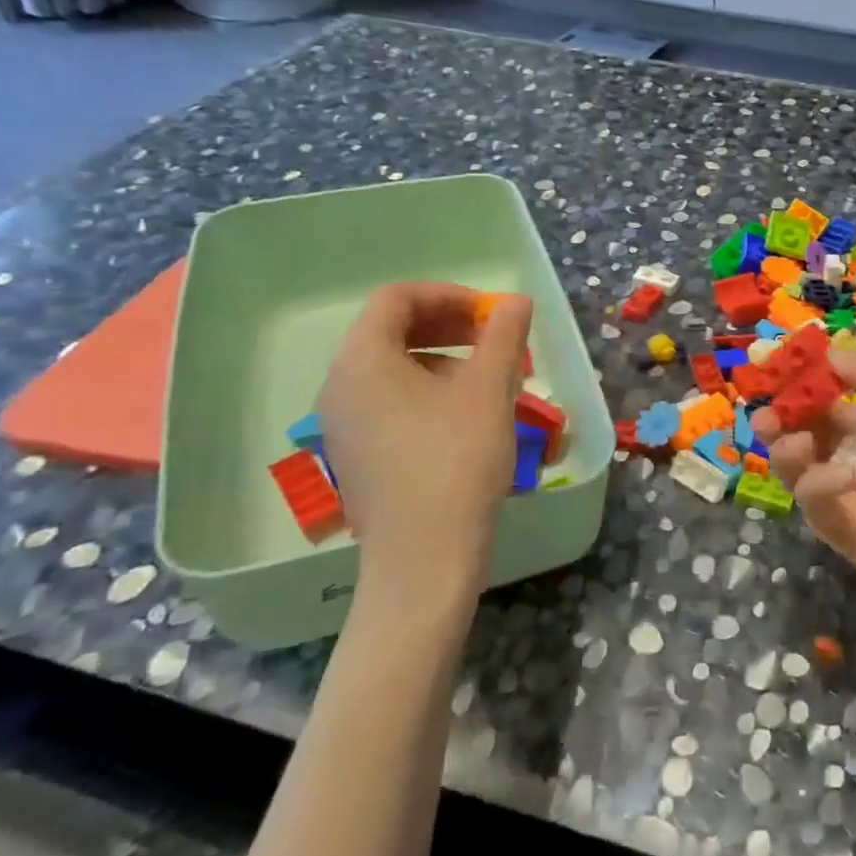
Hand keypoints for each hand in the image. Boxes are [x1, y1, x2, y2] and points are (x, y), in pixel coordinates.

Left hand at [318, 283, 531, 618]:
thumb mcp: (488, 390)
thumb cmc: (457, 463)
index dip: (450, 295)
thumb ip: (503, 335)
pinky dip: (429, 389)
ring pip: (394, 366)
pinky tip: (468, 415)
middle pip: (391, 329)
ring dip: (444, 357)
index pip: (398, 298)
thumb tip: (515, 301)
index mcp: (362, 359)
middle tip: (495, 339)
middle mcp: (340, 384)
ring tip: (490, 379)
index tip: (493, 315)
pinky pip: (390, 400)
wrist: (424, 560)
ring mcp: (343, 422)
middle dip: (449, 324)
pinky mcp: (356, 453)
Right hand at [751, 347, 855, 640]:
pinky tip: (841, 478)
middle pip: (810, 428)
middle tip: (764, 404)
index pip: (838, 396)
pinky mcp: (846, 534)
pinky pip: (815, 503)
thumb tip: (830, 355)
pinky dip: (816, 484)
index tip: (781, 361)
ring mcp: (855, 497)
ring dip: (786, 447)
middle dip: (784, 412)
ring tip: (787, 437)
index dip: (810, 379)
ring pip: (801, 466)